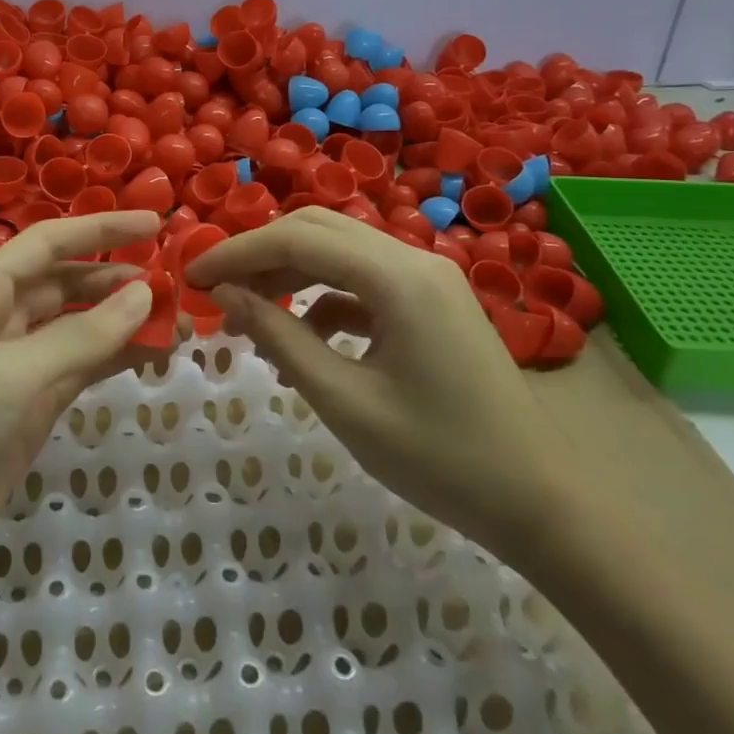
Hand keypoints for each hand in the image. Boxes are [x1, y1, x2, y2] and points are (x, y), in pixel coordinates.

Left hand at [0, 211, 167, 623]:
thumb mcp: (6, 377)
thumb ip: (79, 335)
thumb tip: (145, 294)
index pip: (49, 244)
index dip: (103, 230)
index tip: (157, 225)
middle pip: (66, 283)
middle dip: (118, 279)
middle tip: (179, 280)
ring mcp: (11, 369)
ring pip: (77, 329)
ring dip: (123, 322)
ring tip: (179, 320)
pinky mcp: (22, 413)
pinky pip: (77, 372)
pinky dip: (113, 361)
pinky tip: (152, 357)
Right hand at [186, 207, 565, 547]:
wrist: (541, 504)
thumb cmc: (440, 459)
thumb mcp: (345, 401)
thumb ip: (280, 339)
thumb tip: (226, 295)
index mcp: (397, 277)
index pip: (297, 240)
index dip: (237, 252)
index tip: (192, 274)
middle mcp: (413, 259)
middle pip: (318, 230)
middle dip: (260, 252)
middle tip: (215, 287)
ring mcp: (427, 278)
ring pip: (339, 251)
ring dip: (290, 272)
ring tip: (248, 313)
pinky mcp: (432, 302)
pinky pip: (363, 281)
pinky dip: (323, 297)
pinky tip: (303, 337)